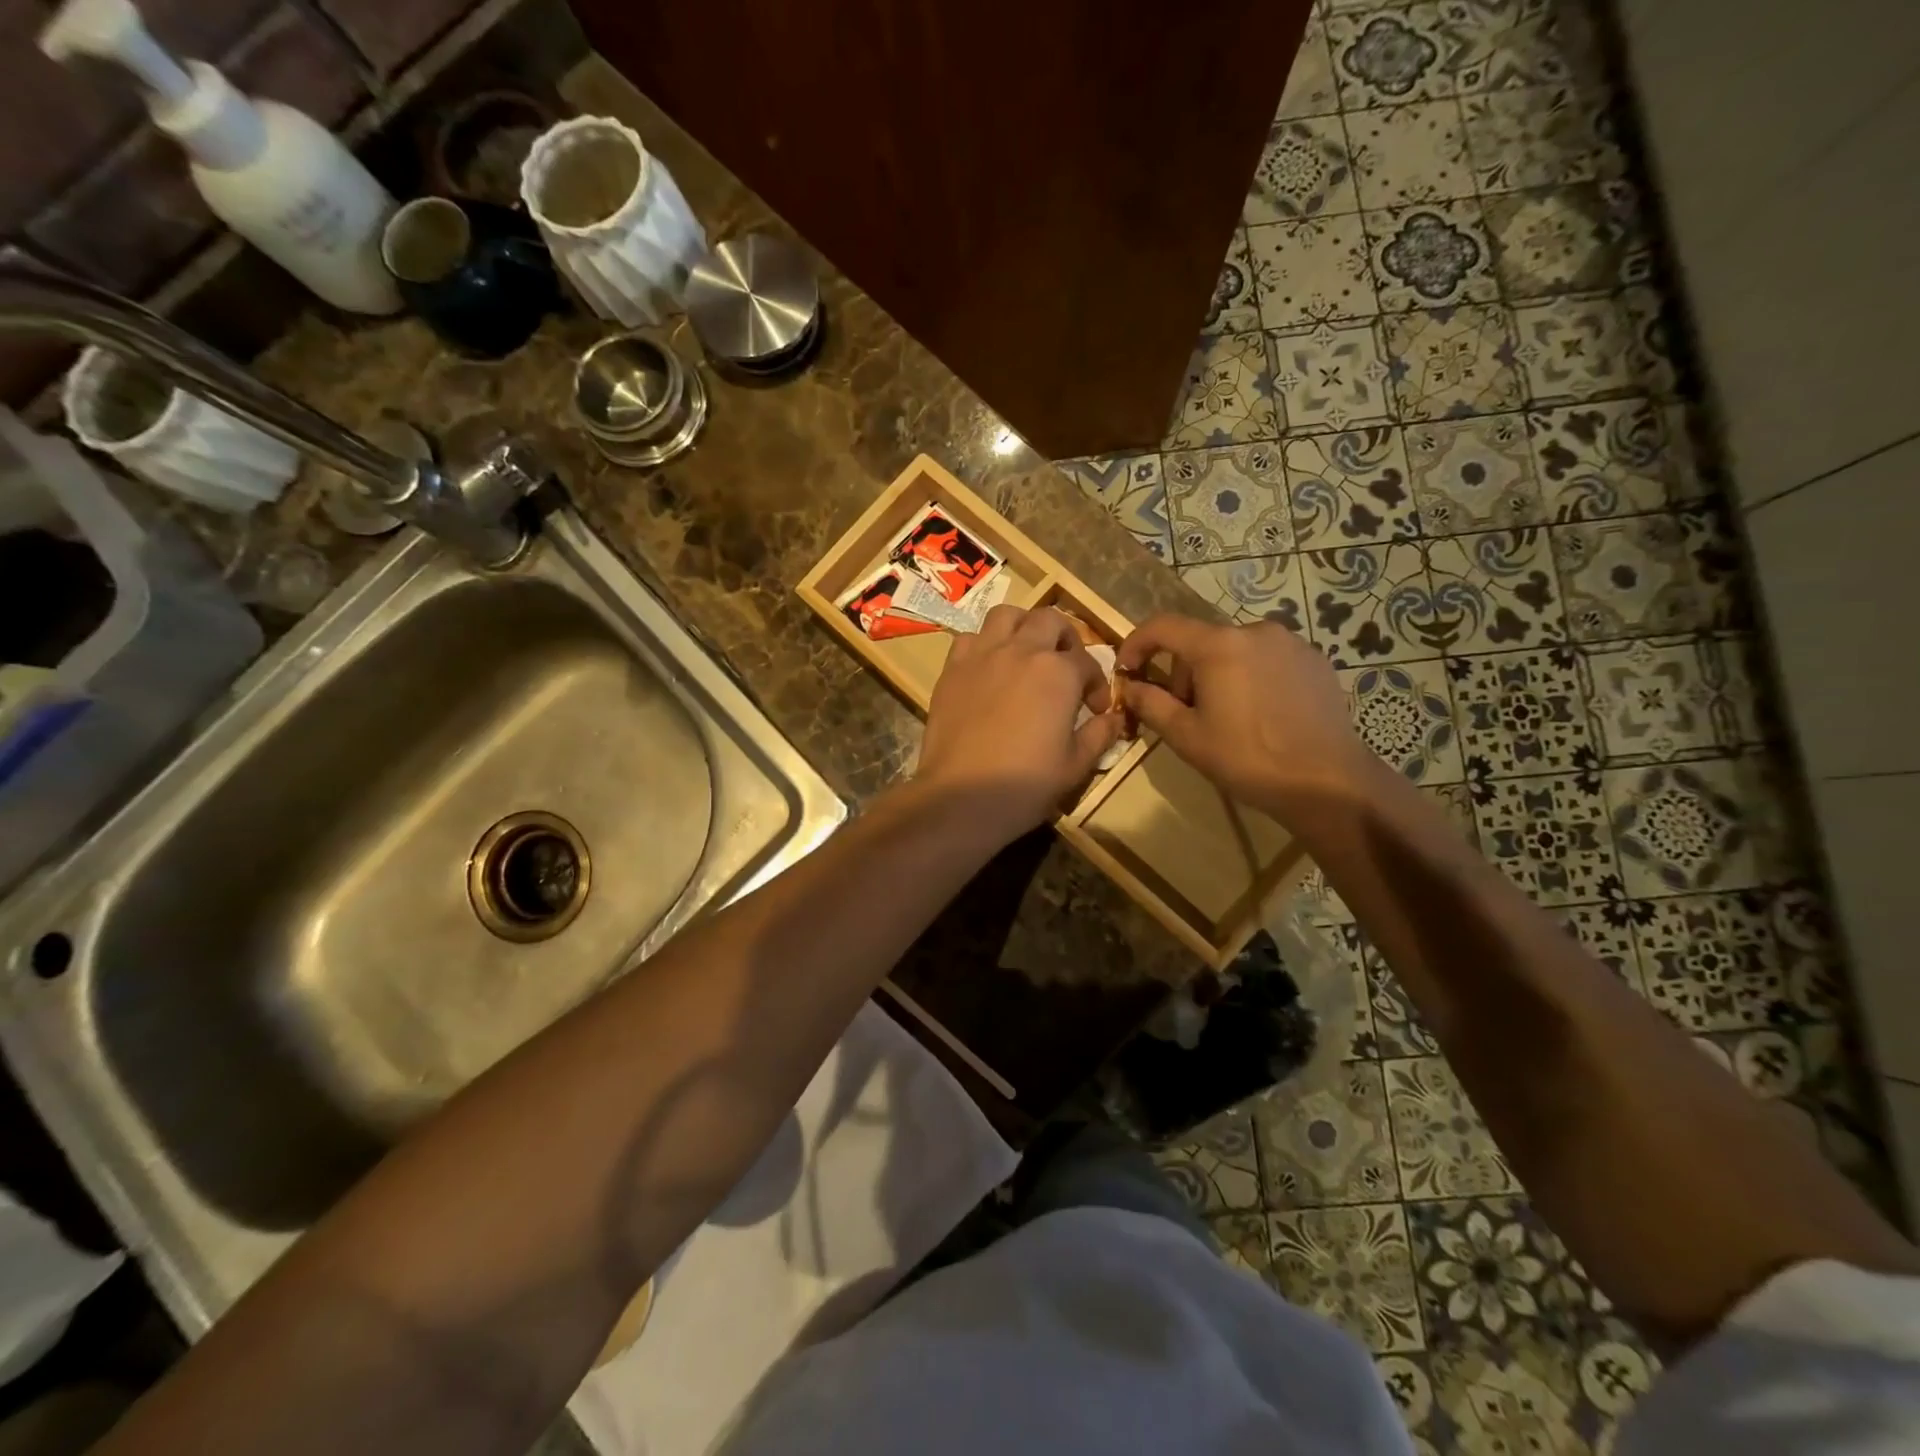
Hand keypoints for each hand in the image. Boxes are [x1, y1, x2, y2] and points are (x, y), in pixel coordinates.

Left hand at [915, 606, 1125, 842]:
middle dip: (1065, 639)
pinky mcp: (952, 669)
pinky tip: (989, 669)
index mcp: (1058, 672)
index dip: (1097, 685)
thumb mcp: (1076, 765)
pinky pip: (970, 638)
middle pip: (1049, 620)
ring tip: (1027, 652)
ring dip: (1023, 626)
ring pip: (1006, 615)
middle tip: (1066, 667)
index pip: (1087, 662)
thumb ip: (1099, 735)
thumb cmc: (1026, 784)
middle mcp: (1021, 651)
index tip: (1095, 710)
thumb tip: (1115, 718)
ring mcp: (982, 656)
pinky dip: (984, 644)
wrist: (962, 797)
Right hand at [1115, 614, 1378, 820]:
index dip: (1136, 644)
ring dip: (1218, 675)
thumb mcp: (1187, 736)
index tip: (1127, 670)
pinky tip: (1260, 715)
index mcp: (1219, 646)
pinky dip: (1251, 678)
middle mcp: (1255, 631)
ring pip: (1235, 650)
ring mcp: (1290, 643)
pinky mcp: (1315, 660)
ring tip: (1226, 718)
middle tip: (1185, 714)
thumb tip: (1131, 686)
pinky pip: (1267, 660)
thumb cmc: (1247, 758)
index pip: (1163, 626)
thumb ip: (1151, 704)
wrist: (1328, 781)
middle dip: (1183, 673)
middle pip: (1201, 642)